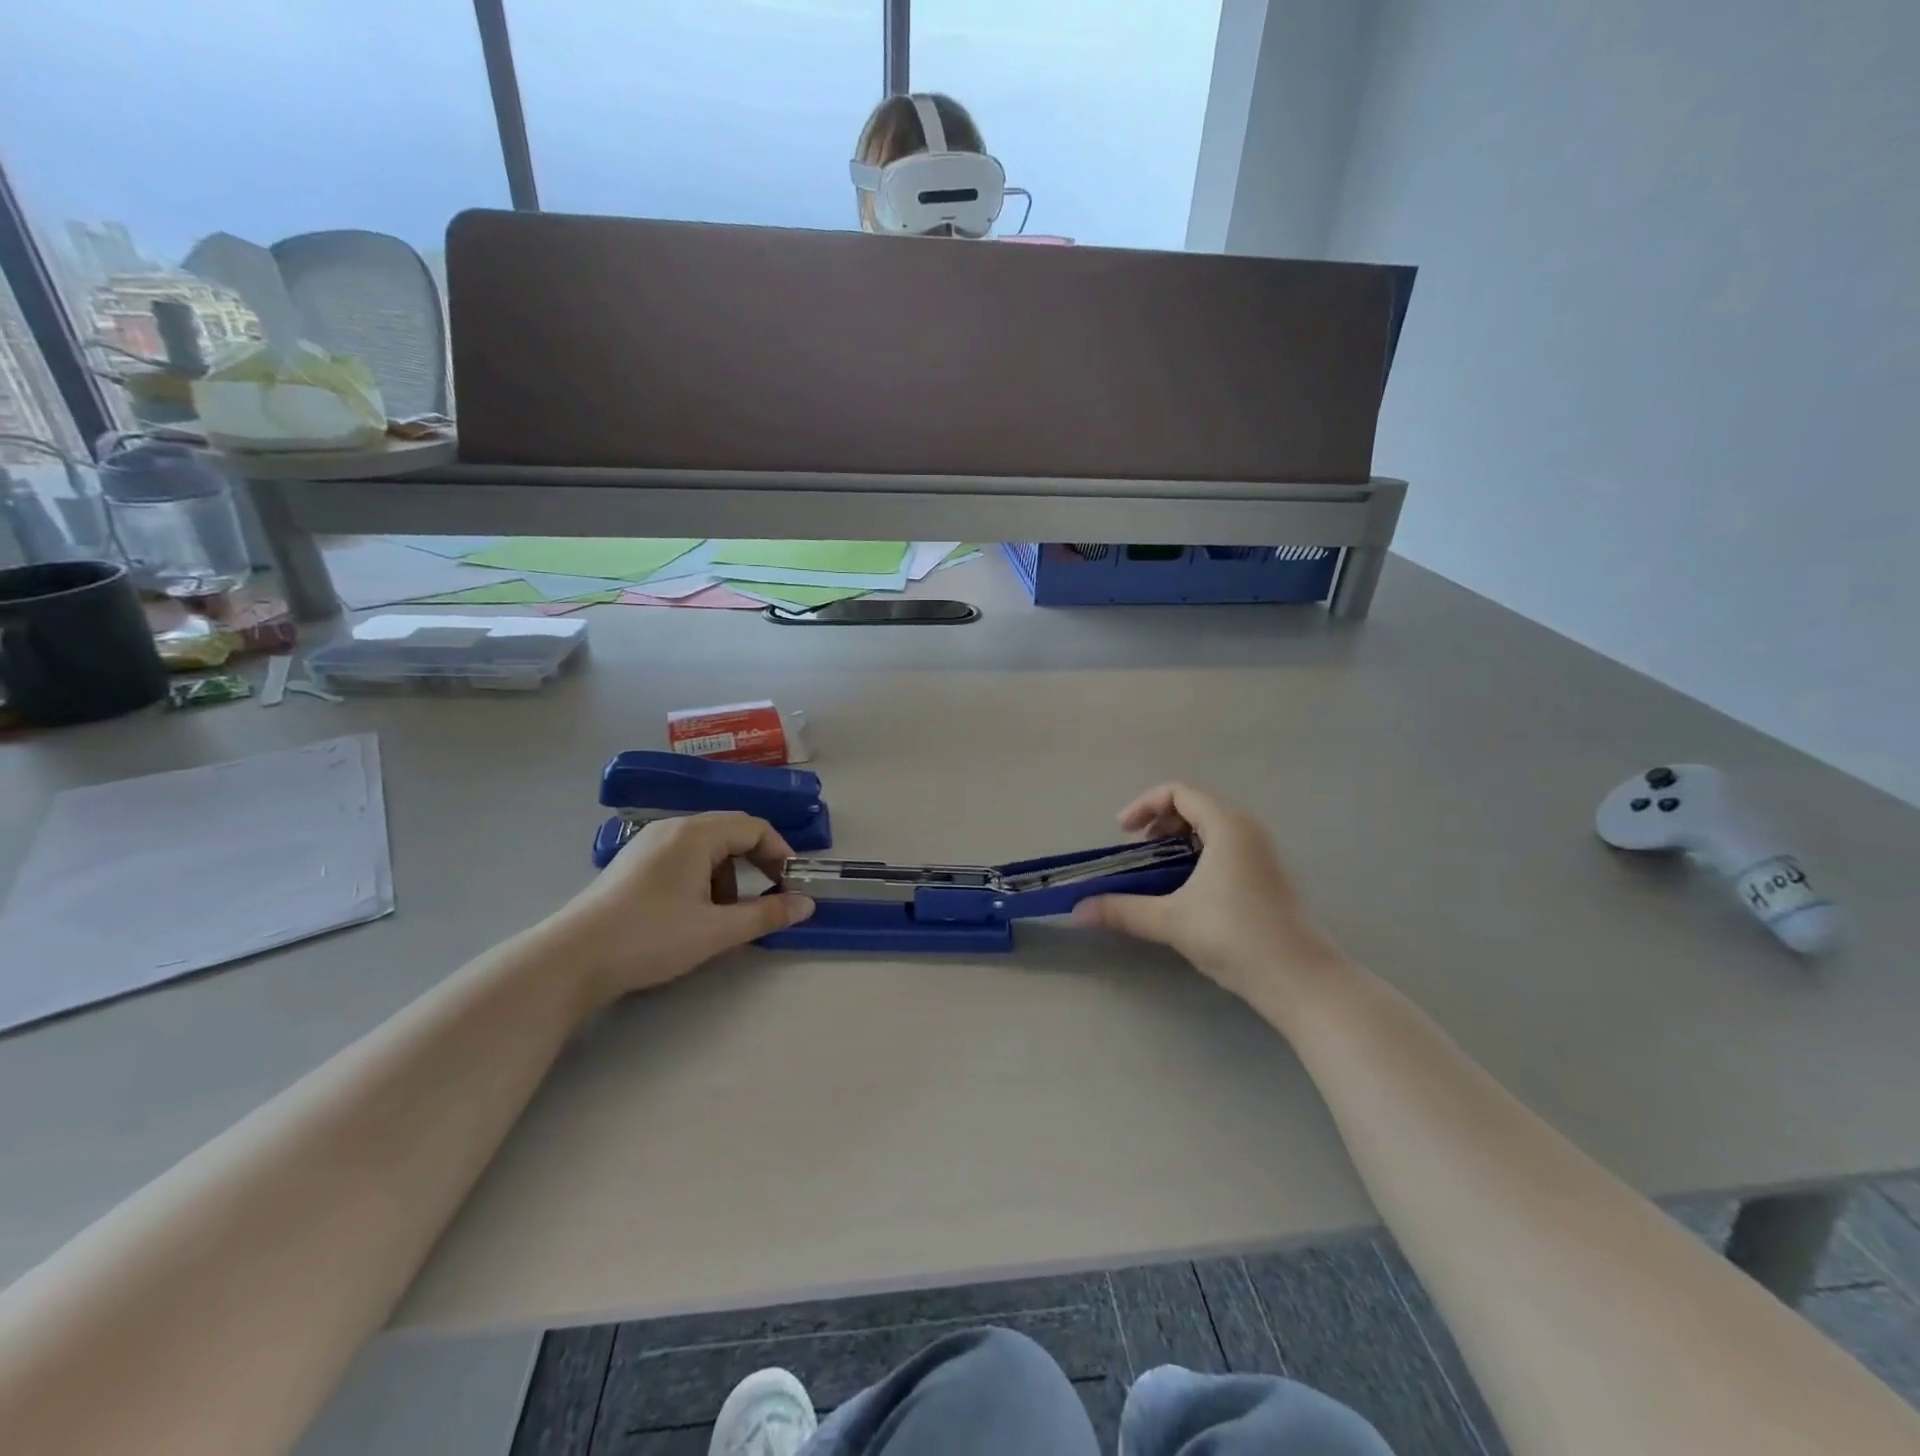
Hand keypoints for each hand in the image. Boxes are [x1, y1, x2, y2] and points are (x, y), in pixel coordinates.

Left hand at [559, 813, 815, 1004]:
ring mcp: (648, 844)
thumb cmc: (651, 937)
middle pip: (730, 833)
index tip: (792, 885)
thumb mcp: (717, 930)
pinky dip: (701, 879)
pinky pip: (682, 858)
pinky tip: (691, 914)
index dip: (780, 853)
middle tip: (766, 898)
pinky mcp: (632, 864)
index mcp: (696, 834)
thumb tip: (807, 904)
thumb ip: (766, 914)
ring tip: (723, 915)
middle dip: (755, 865)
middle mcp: (672, 829)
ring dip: (727, 876)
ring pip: (706, 848)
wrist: (571, 960)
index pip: (754, 827)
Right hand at [1071, 783, 1346, 1006]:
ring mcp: (1263, 853)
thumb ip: (1122, 910)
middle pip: (1196, 806)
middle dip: (1159, 823)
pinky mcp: (1269, 877)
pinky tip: (1187, 892)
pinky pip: (1226, 848)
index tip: (1122, 833)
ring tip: (1157, 871)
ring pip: (1212, 829)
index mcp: (1228, 826)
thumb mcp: (1172, 920)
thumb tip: (1077, 911)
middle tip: (1137, 851)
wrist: (1301, 980)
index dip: (1144, 805)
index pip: (1179, 792)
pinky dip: (1199, 856)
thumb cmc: (1236, 936)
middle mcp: (1249, 830)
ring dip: (1178, 841)